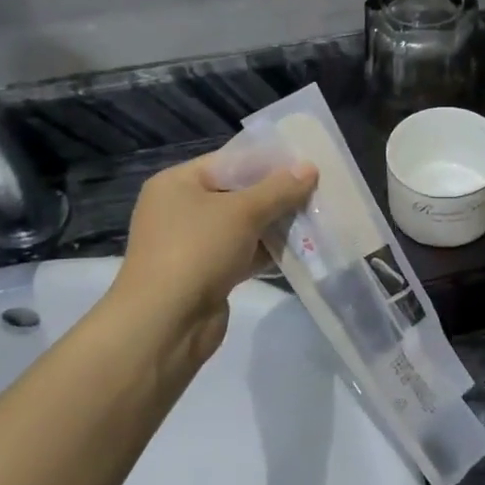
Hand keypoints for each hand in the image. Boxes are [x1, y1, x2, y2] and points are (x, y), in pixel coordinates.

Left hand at [112, 152, 316, 385]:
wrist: (166, 323)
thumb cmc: (197, 251)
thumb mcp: (242, 212)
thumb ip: (279, 189)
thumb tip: (309, 167)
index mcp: (177, 183)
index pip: (229, 161)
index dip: (268, 160)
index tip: (306, 162)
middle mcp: (181, 209)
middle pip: (237, 192)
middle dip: (277, 194)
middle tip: (318, 188)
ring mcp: (193, 243)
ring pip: (243, 225)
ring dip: (276, 223)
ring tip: (316, 215)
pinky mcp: (207, 273)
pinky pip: (243, 252)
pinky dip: (268, 250)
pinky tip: (301, 246)